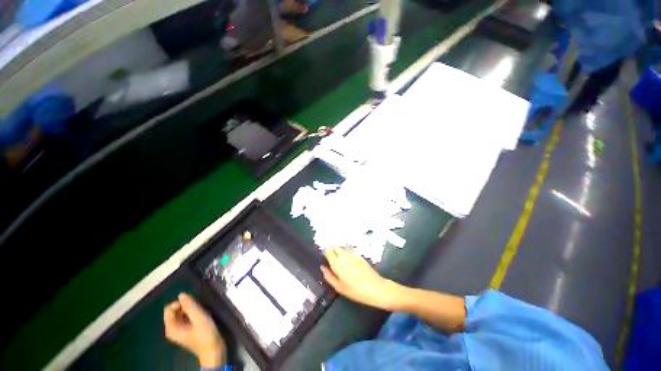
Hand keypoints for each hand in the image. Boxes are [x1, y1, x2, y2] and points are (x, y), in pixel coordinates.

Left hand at [164, 293, 225, 367]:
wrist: (213, 350)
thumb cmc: (206, 334)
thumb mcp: (199, 318)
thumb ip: (190, 305)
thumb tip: (182, 294)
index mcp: (171, 328)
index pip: (169, 309)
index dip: (181, 304)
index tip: (193, 305)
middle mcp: (172, 329)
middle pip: (174, 311)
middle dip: (187, 307)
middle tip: (199, 310)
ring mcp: (179, 331)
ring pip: (181, 314)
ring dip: (191, 311)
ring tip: (201, 314)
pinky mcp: (186, 331)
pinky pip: (185, 318)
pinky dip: (193, 315)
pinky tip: (202, 318)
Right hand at [321, 247, 398, 309]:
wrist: (375, 288)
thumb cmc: (355, 290)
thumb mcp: (339, 287)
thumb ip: (329, 276)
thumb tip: (322, 267)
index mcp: (337, 263)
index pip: (328, 251)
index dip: (326, 253)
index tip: (326, 258)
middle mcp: (344, 255)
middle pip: (335, 246)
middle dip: (332, 250)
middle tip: (332, 259)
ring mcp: (352, 254)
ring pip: (342, 248)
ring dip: (339, 251)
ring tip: (341, 261)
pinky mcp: (359, 255)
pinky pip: (349, 251)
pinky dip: (347, 254)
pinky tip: (350, 263)